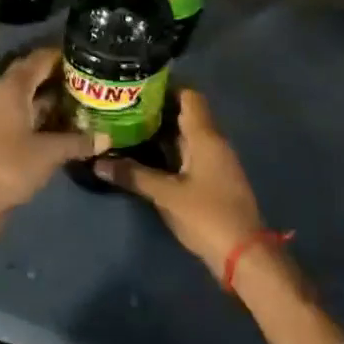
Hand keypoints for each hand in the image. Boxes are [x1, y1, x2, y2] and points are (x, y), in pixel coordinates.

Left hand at [0, 46, 102, 230]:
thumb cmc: (9, 166)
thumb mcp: (49, 153)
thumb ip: (78, 142)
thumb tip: (107, 138)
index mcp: (12, 88)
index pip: (40, 59)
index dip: (62, 55)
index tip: (87, 56)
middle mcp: (2, 94)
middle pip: (33, 76)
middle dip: (59, 76)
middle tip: (88, 79)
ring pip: (28, 98)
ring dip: (52, 99)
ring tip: (82, 101)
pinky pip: (23, 116)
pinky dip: (42, 117)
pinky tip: (64, 126)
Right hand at [94, 90, 264, 278]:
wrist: (245, 255)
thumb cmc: (207, 216)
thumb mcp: (166, 195)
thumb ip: (133, 175)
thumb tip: (97, 162)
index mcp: (206, 137)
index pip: (189, 96)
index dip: (165, 88)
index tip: (136, 87)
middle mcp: (213, 142)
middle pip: (186, 114)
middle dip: (156, 110)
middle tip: (123, 109)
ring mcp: (215, 162)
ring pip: (186, 136)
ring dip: (161, 133)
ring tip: (127, 129)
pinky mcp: (213, 180)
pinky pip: (189, 154)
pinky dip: (169, 151)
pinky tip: (146, 157)